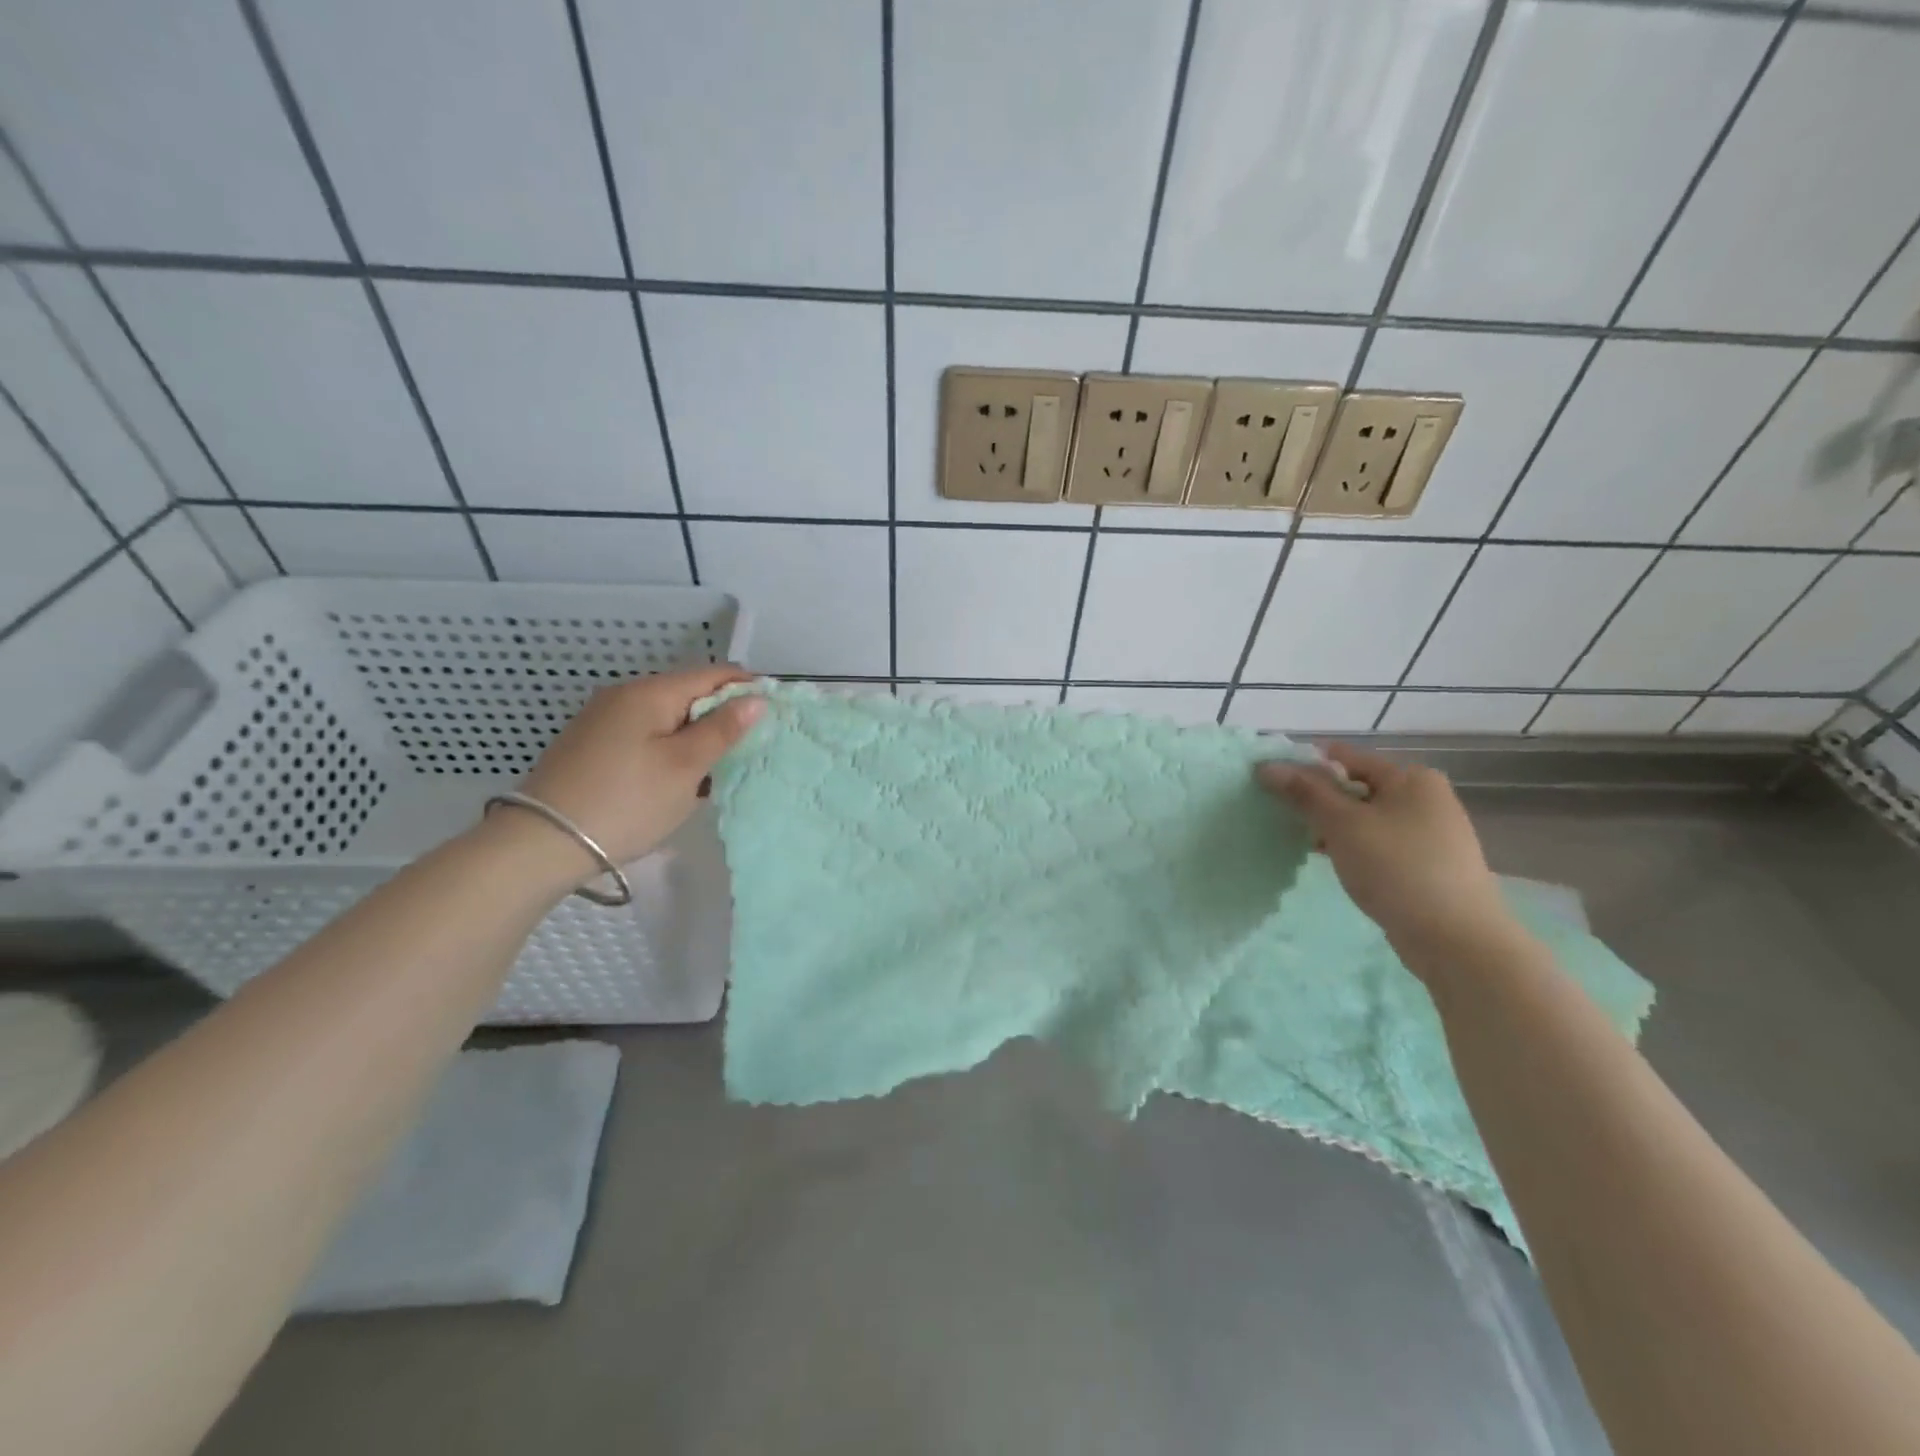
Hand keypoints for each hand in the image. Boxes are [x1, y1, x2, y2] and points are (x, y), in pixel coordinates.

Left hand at [510, 665, 764, 870]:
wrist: (541, 843)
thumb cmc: (626, 802)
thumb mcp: (684, 767)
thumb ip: (722, 730)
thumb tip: (756, 698)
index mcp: (650, 692)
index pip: (713, 674)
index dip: (747, 689)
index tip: (773, 718)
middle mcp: (624, 695)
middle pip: (689, 694)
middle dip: (722, 716)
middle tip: (749, 751)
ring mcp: (603, 720)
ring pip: (667, 717)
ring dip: (696, 736)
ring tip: (717, 770)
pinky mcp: (591, 745)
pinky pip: (645, 735)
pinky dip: (669, 749)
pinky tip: (677, 779)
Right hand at [1256, 743, 1510, 958]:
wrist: (1457, 940)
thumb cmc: (1397, 869)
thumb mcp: (1342, 825)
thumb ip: (1304, 792)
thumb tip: (1267, 766)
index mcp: (1411, 777)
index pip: (1344, 757)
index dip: (1305, 767)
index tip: (1272, 785)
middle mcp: (1426, 797)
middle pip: (1356, 787)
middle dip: (1319, 800)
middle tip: (1286, 819)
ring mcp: (1432, 832)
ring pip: (1366, 818)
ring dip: (1334, 827)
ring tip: (1305, 845)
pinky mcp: (1429, 864)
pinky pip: (1380, 843)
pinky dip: (1354, 847)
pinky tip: (1335, 864)